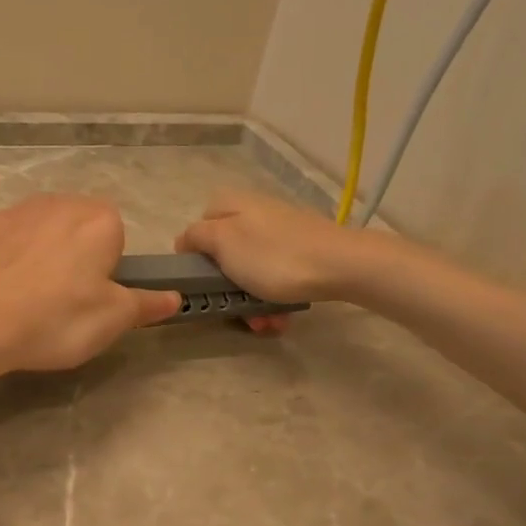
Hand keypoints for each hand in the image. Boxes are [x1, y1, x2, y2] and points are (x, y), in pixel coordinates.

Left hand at [0, 194, 181, 379]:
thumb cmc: (56, 320)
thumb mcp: (112, 320)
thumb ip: (146, 304)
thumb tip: (174, 297)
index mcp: (98, 220)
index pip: (115, 237)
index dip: (106, 270)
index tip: (91, 298)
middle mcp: (57, 202)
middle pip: (76, 230)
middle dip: (73, 258)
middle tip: (61, 303)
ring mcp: (12, 211)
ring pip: (37, 233)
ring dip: (38, 256)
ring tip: (25, 300)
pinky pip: (2, 241)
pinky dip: (3, 260)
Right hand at [173, 189, 368, 305]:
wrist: (340, 265)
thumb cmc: (272, 256)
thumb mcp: (222, 243)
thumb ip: (196, 237)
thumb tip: (185, 240)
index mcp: (231, 204)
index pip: (197, 227)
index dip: (195, 257)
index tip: (201, 283)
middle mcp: (254, 212)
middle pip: (226, 254)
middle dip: (227, 288)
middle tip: (233, 310)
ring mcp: (281, 231)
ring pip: (251, 270)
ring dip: (251, 300)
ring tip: (263, 322)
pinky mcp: (303, 250)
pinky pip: (277, 276)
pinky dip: (274, 297)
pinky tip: (280, 316)